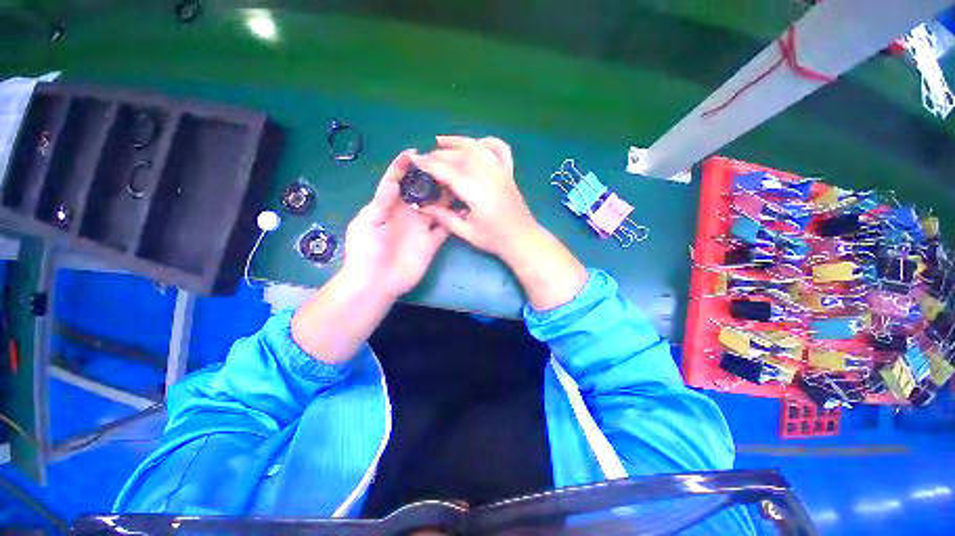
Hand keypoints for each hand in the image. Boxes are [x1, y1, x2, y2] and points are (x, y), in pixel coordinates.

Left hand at [341, 149, 448, 296]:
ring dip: (446, 197)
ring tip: (459, 183)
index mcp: (389, 206)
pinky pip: (446, 228)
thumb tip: (394, 180)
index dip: (403, 167)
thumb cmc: (366, 252)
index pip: (397, 181)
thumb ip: (382, 202)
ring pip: (437, 207)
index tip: (415, 154)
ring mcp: (422, 228)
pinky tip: (465, 210)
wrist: (376, 283)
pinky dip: (455, 220)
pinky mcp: (432, 242)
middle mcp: (408, 214)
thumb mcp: (367, 224)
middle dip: (432, 179)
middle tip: (446, 167)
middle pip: (422, 192)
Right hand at [412, 136, 541, 260]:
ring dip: (458, 141)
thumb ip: (444, 218)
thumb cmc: (494, 239)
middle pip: (459, 156)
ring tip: (441, 142)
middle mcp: (487, 176)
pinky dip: (487, 142)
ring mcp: (500, 171)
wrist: (522, 238)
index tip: (415, 160)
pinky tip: (476, 144)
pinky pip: (500, 149)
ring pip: (477, 147)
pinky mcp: (508, 172)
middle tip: (425, 159)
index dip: (429, 164)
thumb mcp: (466, 232)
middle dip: (439, 155)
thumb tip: (423, 207)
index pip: (447, 171)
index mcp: (475, 191)